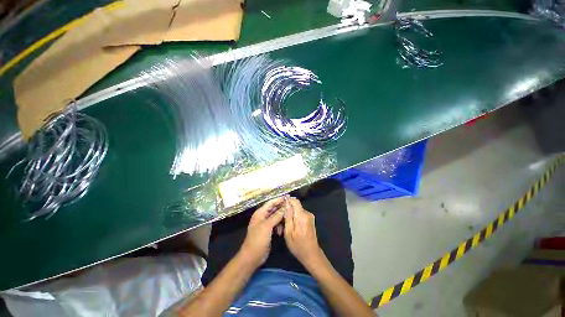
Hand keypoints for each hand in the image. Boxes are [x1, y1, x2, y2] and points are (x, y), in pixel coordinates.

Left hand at [239, 197, 284, 267]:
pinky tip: (282, 229)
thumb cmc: (258, 240)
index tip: (288, 197)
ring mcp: (265, 223)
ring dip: (281, 217)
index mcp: (260, 213)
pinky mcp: (268, 230)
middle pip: (274, 209)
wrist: (252, 257)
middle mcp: (263, 216)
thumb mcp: (267, 226)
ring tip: (288, 218)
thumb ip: (276, 216)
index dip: (279, 199)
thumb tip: (285, 207)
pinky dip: (279, 225)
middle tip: (291, 206)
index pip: (270, 203)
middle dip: (282, 208)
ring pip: (276, 216)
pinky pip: (276, 224)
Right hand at [284, 197, 322, 267]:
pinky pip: (300, 215)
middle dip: (288, 210)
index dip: (288, 200)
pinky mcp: (310, 219)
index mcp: (302, 215)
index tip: (281, 205)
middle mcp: (307, 213)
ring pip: (297, 211)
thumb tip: (286, 203)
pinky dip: (295, 218)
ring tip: (285, 226)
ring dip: (291, 215)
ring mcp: (310, 216)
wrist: (311, 254)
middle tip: (281, 220)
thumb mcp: (288, 232)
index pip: (295, 201)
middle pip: (295, 206)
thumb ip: (288, 216)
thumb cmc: (298, 246)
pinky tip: (291, 227)